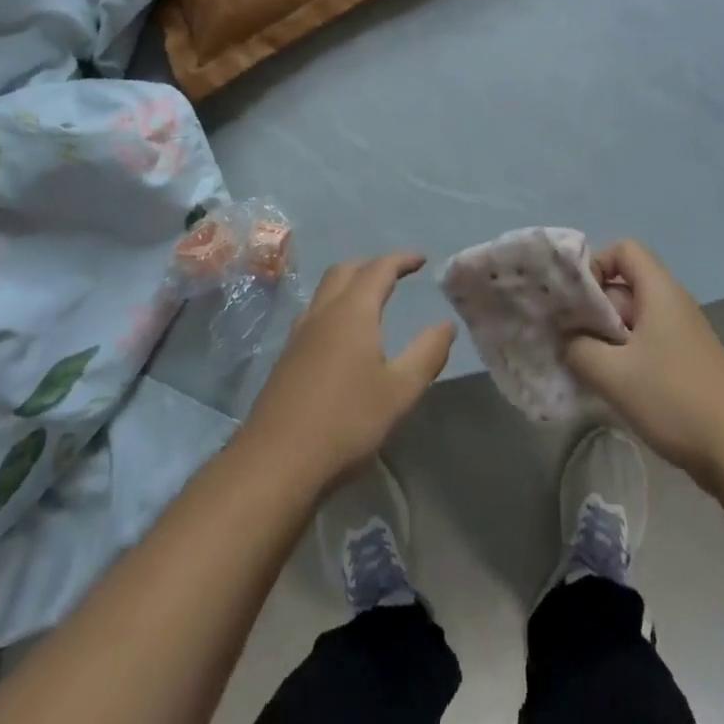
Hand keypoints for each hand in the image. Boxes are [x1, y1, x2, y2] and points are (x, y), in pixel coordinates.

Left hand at [241, 253, 454, 490]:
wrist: (275, 464)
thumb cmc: (346, 422)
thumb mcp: (400, 391)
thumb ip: (427, 354)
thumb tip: (447, 324)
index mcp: (353, 312)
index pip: (379, 269)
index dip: (401, 259)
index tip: (421, 259)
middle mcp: (323, 313)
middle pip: (345, 271)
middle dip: (371, 265)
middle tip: (395, 274)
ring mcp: (299, 335)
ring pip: (324, 291)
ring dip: (349, 284)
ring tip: (369, 300)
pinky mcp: (286, 359)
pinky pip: (313, 314)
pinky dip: (333, 307)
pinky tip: (341, 336)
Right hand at [566, 240, 723, 488]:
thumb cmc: (675, 398)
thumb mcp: (615, 375)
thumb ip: (579, 349)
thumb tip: (566, 338)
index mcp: (659, 290)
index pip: (623, 249)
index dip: (595, 264)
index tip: (575, 300)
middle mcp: (671, 302)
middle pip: (624, 284)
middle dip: (593, 306)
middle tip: (568, 336)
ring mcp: (681, 333)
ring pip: (632, 318)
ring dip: (605, 335)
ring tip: (584, 363)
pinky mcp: (686, 362)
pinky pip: (645, 343)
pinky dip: (623, 356)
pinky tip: (610, 385)